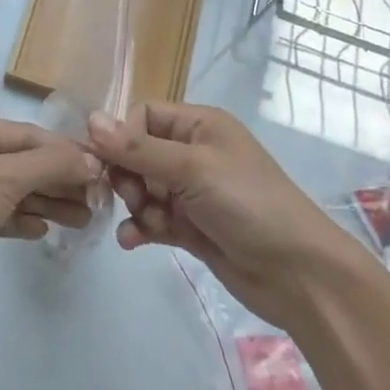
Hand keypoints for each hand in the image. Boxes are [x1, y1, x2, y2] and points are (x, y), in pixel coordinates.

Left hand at [0, 116, 99, 333]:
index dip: (65, 151)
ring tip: (83, 219)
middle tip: (98, 200)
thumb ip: (50, 165)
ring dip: (47, 202)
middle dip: (59, 179)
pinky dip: (23, 219)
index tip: (102, 169)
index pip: (27, 135)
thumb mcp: (4, 179)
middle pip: (22, 162)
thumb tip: (91, 161)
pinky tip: (44, 231)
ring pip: (13, 190)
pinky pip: (0, 214)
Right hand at [89, 101, 366, 331]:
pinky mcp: (191, 227)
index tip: (106, 162)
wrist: (298, 274)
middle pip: (139, 152)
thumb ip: (139, 149)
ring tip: (143, 222)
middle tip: (130, 197)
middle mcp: (194, 152)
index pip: (144, 115)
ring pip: (143, 188)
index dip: (122, 136)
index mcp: (200, 124)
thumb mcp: (193, 168)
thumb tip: (90, 120)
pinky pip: (153, 219)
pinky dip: (140, 228)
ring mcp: (193, 192)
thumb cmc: (248, 204)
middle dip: (127, 175)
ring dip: (135, 204)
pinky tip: (132, 242)